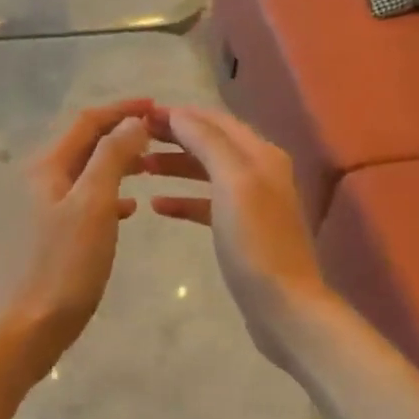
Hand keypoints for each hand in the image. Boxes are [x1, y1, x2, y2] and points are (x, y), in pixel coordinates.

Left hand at [3, 99, 152, 372]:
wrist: (30, 327)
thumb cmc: (64, 265)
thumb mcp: (94, 205)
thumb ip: (112, 157)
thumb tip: (133, 122)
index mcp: (47, 167)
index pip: (88, 122)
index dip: (122, 110)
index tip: (157, 106)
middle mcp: (40, 180)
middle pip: (85, 143)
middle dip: (121, 133)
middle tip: (159, 134)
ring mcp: (43, 208)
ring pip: (87, 172)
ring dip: (117, 162)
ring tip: (151, 165)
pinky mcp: (52, 234)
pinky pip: (85, 200)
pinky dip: (109, 194)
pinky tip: (130, 209)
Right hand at [144, 106, 330, 364]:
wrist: (284, 305)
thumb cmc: (255, 242)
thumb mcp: (233, 183)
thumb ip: (208, 142)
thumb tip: (179, 113)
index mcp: (261, 154)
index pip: (215, 120)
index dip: (180, 114)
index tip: (140, 115)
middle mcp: (260, 170)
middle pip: (211, 143)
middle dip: (174, 137)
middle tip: (134, 138)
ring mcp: (252, 202)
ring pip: (207, 172)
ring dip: (175, 166)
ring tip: (139, 168)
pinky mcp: (241, 231)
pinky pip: (207, 204)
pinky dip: (183, 200)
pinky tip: (157, 206)